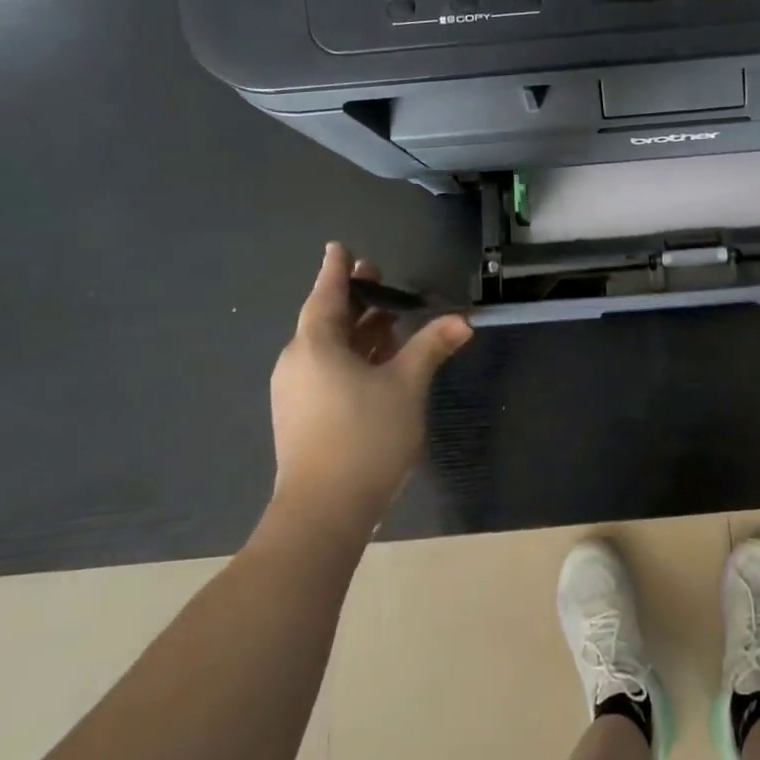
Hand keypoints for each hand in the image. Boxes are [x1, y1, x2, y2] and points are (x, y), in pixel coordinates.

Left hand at [264, 243, 471, 539]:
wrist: (324, 511)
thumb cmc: (365, 436)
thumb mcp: (407, 385)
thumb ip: (431, 347)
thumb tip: (462, 320)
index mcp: (316, 346)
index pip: (327, 295)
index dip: (337, 270)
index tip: (340, 247)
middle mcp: (299, 363)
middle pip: (327, 320)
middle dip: (354, 298)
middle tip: (378, 276)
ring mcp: (297, 393)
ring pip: (329, 348)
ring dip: (358, 330)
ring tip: (387, 317)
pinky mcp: (303, 417)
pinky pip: (328, 371)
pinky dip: (353, 357)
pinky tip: (378, 362)